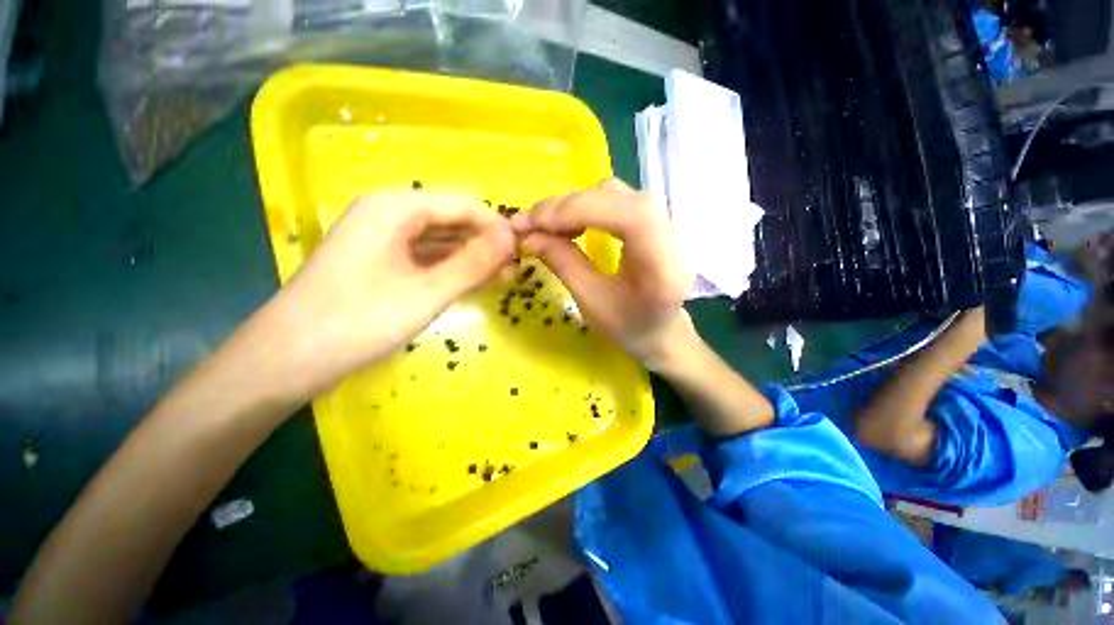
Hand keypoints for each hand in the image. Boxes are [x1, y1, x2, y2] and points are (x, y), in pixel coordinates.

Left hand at [270, 192, 515, 395]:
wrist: (289, 359)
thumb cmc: (359, 321)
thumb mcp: (427, 292)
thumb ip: (473, 263)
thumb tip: (511, 237)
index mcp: (395, 207)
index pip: (462, 204)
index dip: (495, 227)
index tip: (522, 253)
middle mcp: (388, 213)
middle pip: (451, 220)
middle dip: (485, 244)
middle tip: (514, 271)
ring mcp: (383, 238)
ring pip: (440, 240)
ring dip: (471, 258)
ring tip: (501, 279)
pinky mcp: (381, 261)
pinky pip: (426, 256)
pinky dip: (451, 268)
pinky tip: (471, 283)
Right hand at [513, 179, 691, 369]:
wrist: (659, 329)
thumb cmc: (629, 326)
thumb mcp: (592, 302)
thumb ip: (563, 264)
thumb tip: (527, 235)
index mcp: (664, 263)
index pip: (628, 215)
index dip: (578, 210)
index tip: (534, 223)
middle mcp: (672, 233)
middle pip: (616, 196)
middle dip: (566, 207)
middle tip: (528, 225)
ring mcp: (665, 220)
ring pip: (612, 193)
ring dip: (573, 205)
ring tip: (546, 228)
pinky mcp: (652, 217)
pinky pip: (614, 199)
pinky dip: (584, 206)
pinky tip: (569, 225)